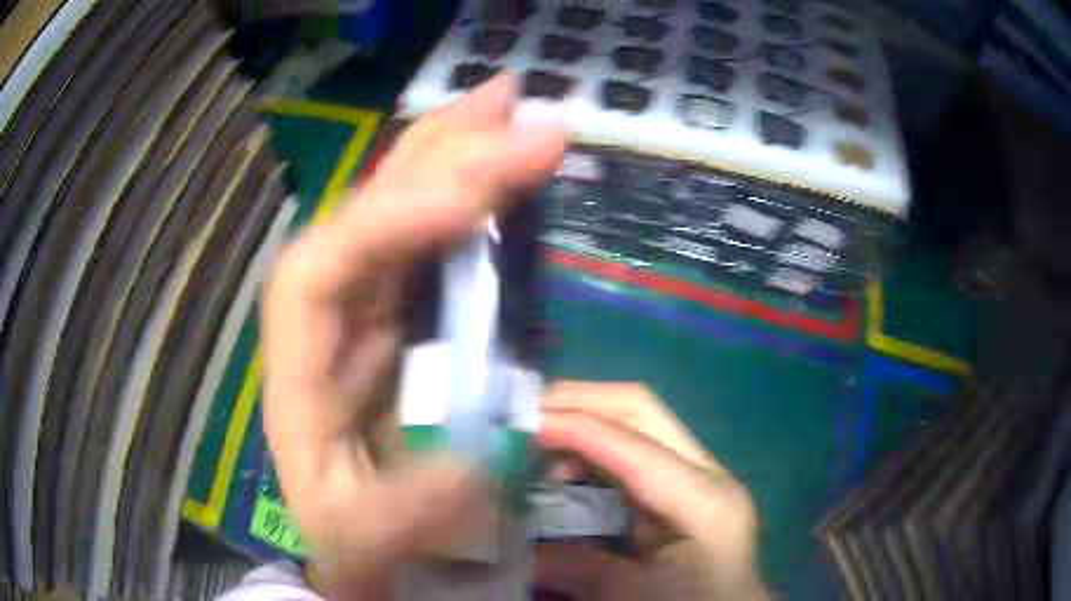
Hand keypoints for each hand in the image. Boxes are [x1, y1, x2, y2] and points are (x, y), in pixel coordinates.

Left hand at [262, 75, 565, 597]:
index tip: (471, 199)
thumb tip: (470, 463)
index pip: (321, 272)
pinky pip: (437, 239)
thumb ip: (405, 514)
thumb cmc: (357, 541)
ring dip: (457, 154)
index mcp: (299, 370)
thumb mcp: (369, 545)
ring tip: (511, 108)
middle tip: (511, 104)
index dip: (386, 224)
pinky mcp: (407, 314)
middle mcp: (328, 319)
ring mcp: (369, 308)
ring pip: (403, 210)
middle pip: (367, 214)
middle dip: (439, 156)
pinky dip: (473, 197)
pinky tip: (504, 168)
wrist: (364, 545)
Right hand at [537, 382, 766, 599]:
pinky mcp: (684, 485)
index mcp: (703, 500)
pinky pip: (634, 449)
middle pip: (641, 409)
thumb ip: (579, 566)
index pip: (631, 445)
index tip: (517, 422)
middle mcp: (706, 472)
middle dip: (579, 400)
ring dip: (583, 421)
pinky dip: (594, 448)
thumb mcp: (634, 596)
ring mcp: (698, 474)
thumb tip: (519, 545)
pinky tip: (564, 468)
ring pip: (636, 422)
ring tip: (535, 441)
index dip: (573, 426)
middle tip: (523, 411)